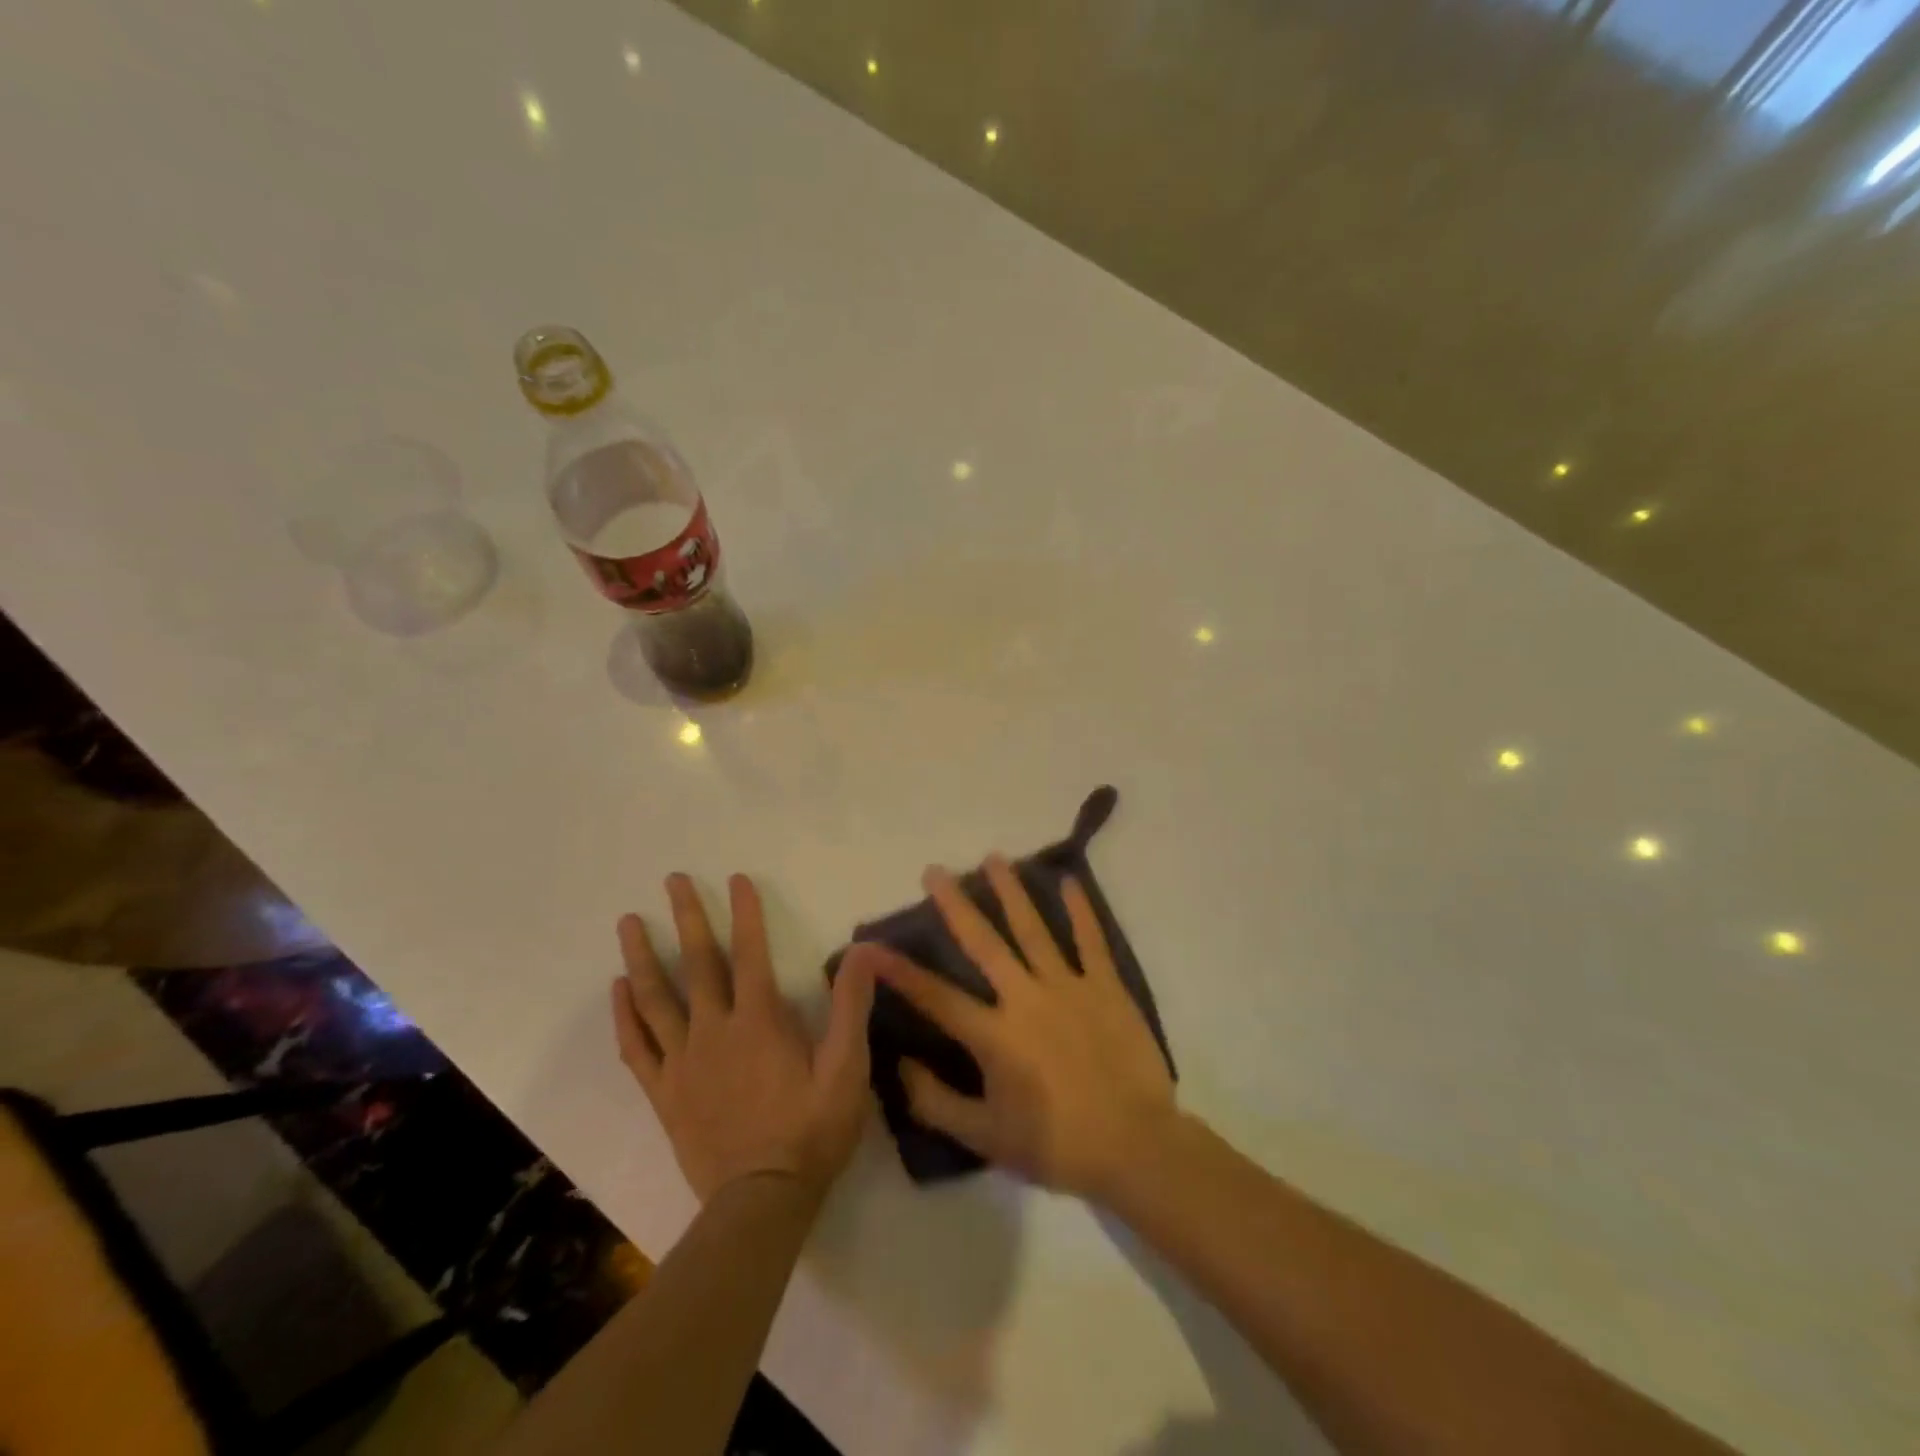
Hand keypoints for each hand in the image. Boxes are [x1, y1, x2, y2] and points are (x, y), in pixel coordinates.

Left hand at [611, 873, 874, 1205]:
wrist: (762, 1201)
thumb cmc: (812, 1131)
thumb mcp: (847, 1069)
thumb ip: (852, 1007)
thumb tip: (862, 950)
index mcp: (759, 1021)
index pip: (751, 952)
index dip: (745, 912)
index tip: (736, 878)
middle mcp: (714, 1031)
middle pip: (697, 964)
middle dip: (687, 917)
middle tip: (671, 881)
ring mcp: (683, 1062)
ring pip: (656, 999)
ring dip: (642, 956)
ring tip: (628, 922)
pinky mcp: (664, 1093)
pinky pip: (637, 1047)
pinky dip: (626, 1016)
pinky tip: (618, 990)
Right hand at [849, 855, 1176, 1201]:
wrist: (1136, 1146)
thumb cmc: (1057, 1144)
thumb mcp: (986, 1138)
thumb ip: (936, 1103)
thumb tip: (899, 1066)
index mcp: (995, 1036)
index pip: (936, 997)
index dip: (901, 971)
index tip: (872, 945)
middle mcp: (1026, 998)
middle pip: (985, 943)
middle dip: (956, 905)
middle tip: (935, 870)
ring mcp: (1068, 986)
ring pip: (1033, 929)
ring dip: (1011, 892)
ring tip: (993, 858)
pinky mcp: (1106, 986)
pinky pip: (1091, 940)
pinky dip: (1080, 910)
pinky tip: (1068, 881)